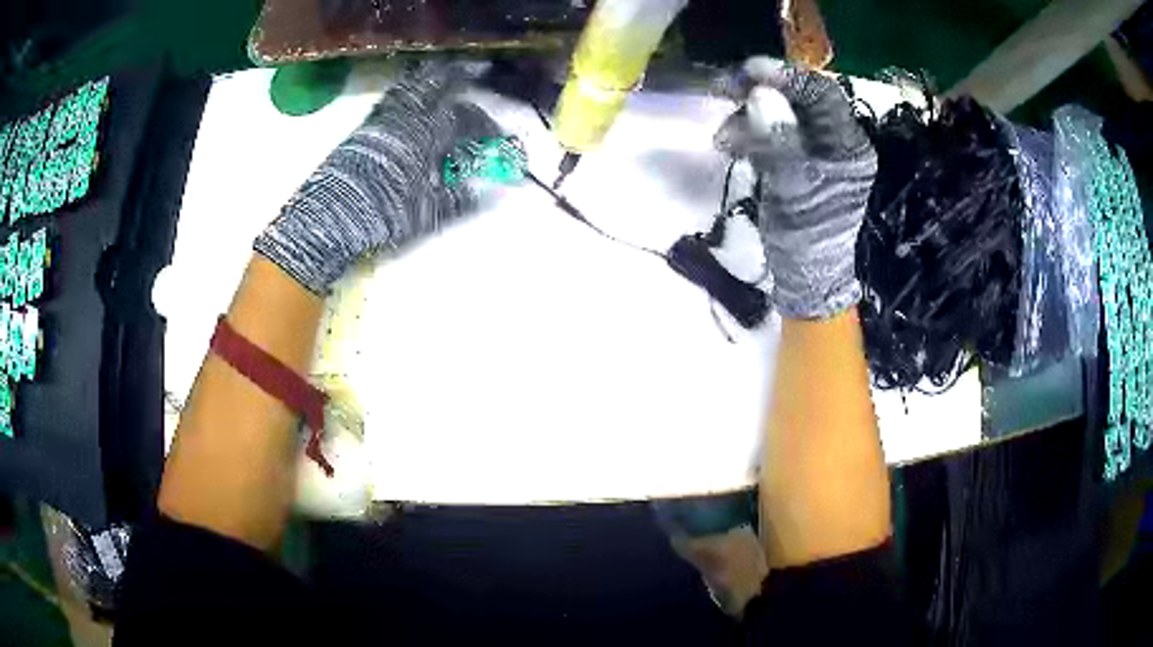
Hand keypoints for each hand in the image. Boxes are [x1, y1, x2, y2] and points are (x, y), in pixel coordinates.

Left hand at [255, 62, 500, 293]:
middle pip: (437, 87)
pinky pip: (390, 98)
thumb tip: (492, 193)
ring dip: (431, 78)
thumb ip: (461, 199)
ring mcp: (382, 120)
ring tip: (443, 73)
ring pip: (411, 87)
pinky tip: (408, 94)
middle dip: (460, 77)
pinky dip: (405, 90)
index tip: (496, 135)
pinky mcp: (364, 127)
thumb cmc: (382, 214)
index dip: (484, 125)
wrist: (331, 218)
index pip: (464, 121)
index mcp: (426, 137)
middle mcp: (406, 120)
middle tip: (478, 72)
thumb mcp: (427, 213)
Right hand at [715, 59, 875, 319]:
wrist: (805, 279)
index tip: (748, 72)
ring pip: (783, 116)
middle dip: (761, 92)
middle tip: (724, 90)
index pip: (821, 94)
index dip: (786, 77)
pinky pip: (775, 136)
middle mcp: (837, 143)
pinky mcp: (800, 164)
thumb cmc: (806, 238)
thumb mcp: (792, 187)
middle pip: (800, 101)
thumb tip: (760, 94)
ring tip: (723, 137)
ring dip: (749, 118)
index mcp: (848, 146)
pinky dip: (752, 136)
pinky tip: (733, 146)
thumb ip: (777, 139)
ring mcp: (818, 154)